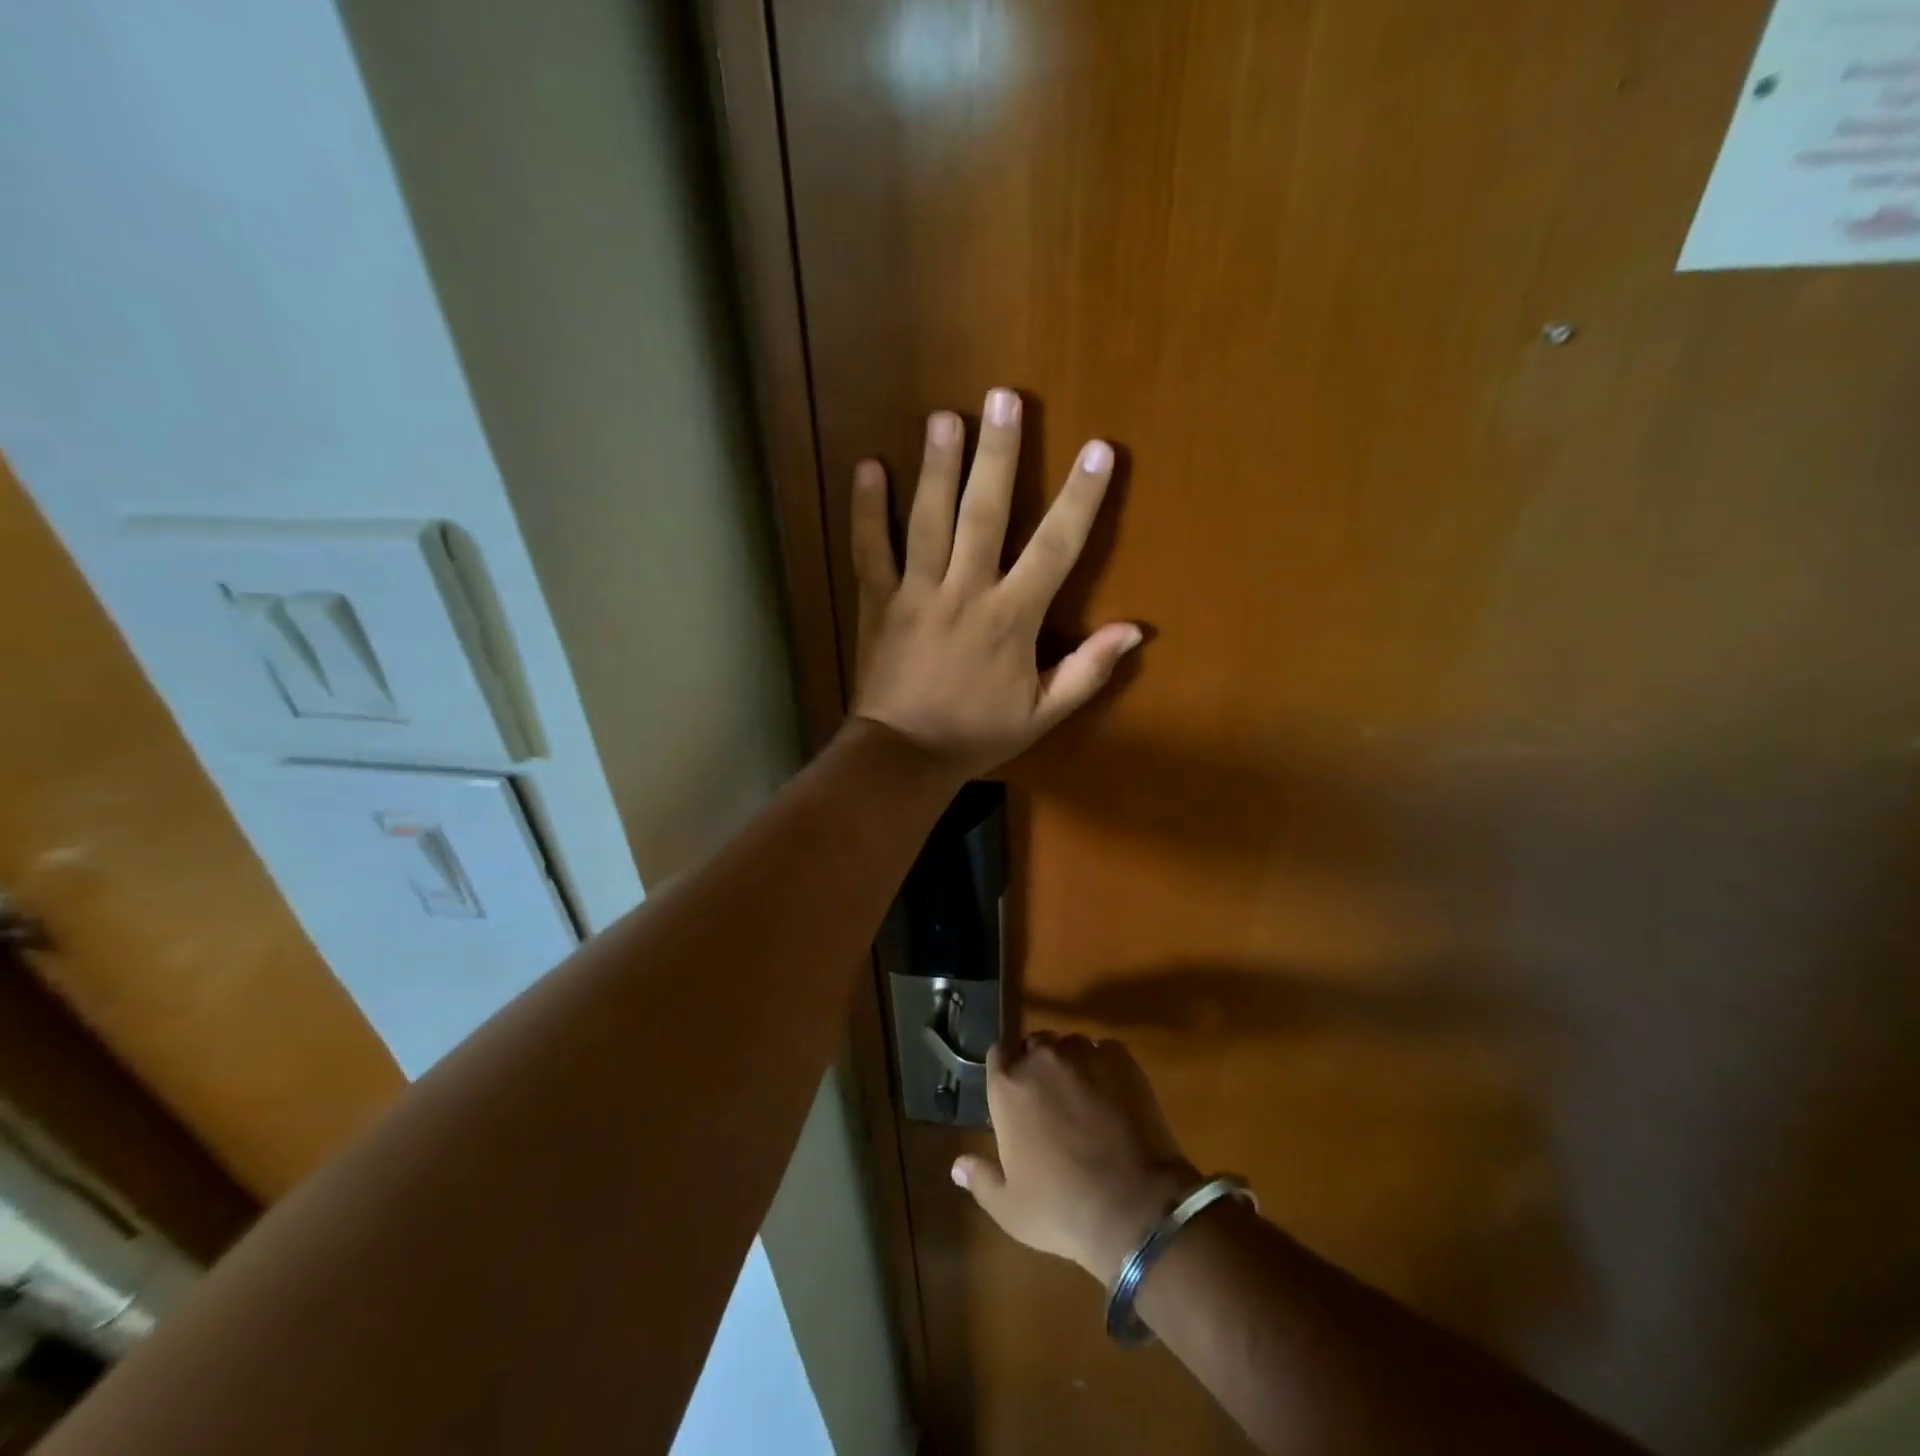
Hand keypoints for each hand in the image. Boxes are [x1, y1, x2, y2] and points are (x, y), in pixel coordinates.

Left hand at [850, 387, 1141, 779]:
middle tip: (1004, 399)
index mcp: (1011, 619)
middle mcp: (965, 592)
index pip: (1054, 548)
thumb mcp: (1043, 713)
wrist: (904, 756)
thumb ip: (1088, 671)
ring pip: (927, 520)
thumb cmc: (978, 734)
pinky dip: (866, 510)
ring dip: (937, 467)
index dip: (1080, 499)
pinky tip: (867, 466)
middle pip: (984, 514)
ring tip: (945, 417)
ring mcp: (916, 593)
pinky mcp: (877, 602)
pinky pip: (869, 550)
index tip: (1098, 452)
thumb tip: (1135, 631)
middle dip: (998, 456)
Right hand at [952, 1033, 1198, 1283]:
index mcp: (1008, 1086)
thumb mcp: (1010, 1208)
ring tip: (1082, 1096)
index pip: (997, 1055)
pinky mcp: (1120, 1058)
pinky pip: (1102, 1051)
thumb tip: (957, 1166)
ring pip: (1069, 1045)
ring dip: (1069, 1063)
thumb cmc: (1062, 1208)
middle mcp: (1042, 1058)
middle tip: (1048, 1100)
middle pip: (1033, 1045)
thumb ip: (981, 1179)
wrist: (1135, 1206)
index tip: (1013, 1093)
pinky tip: (1111, 1097)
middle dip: (1037, 1065)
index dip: (1005, 1071)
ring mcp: (1084, 1053)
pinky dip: (1102, 1067)